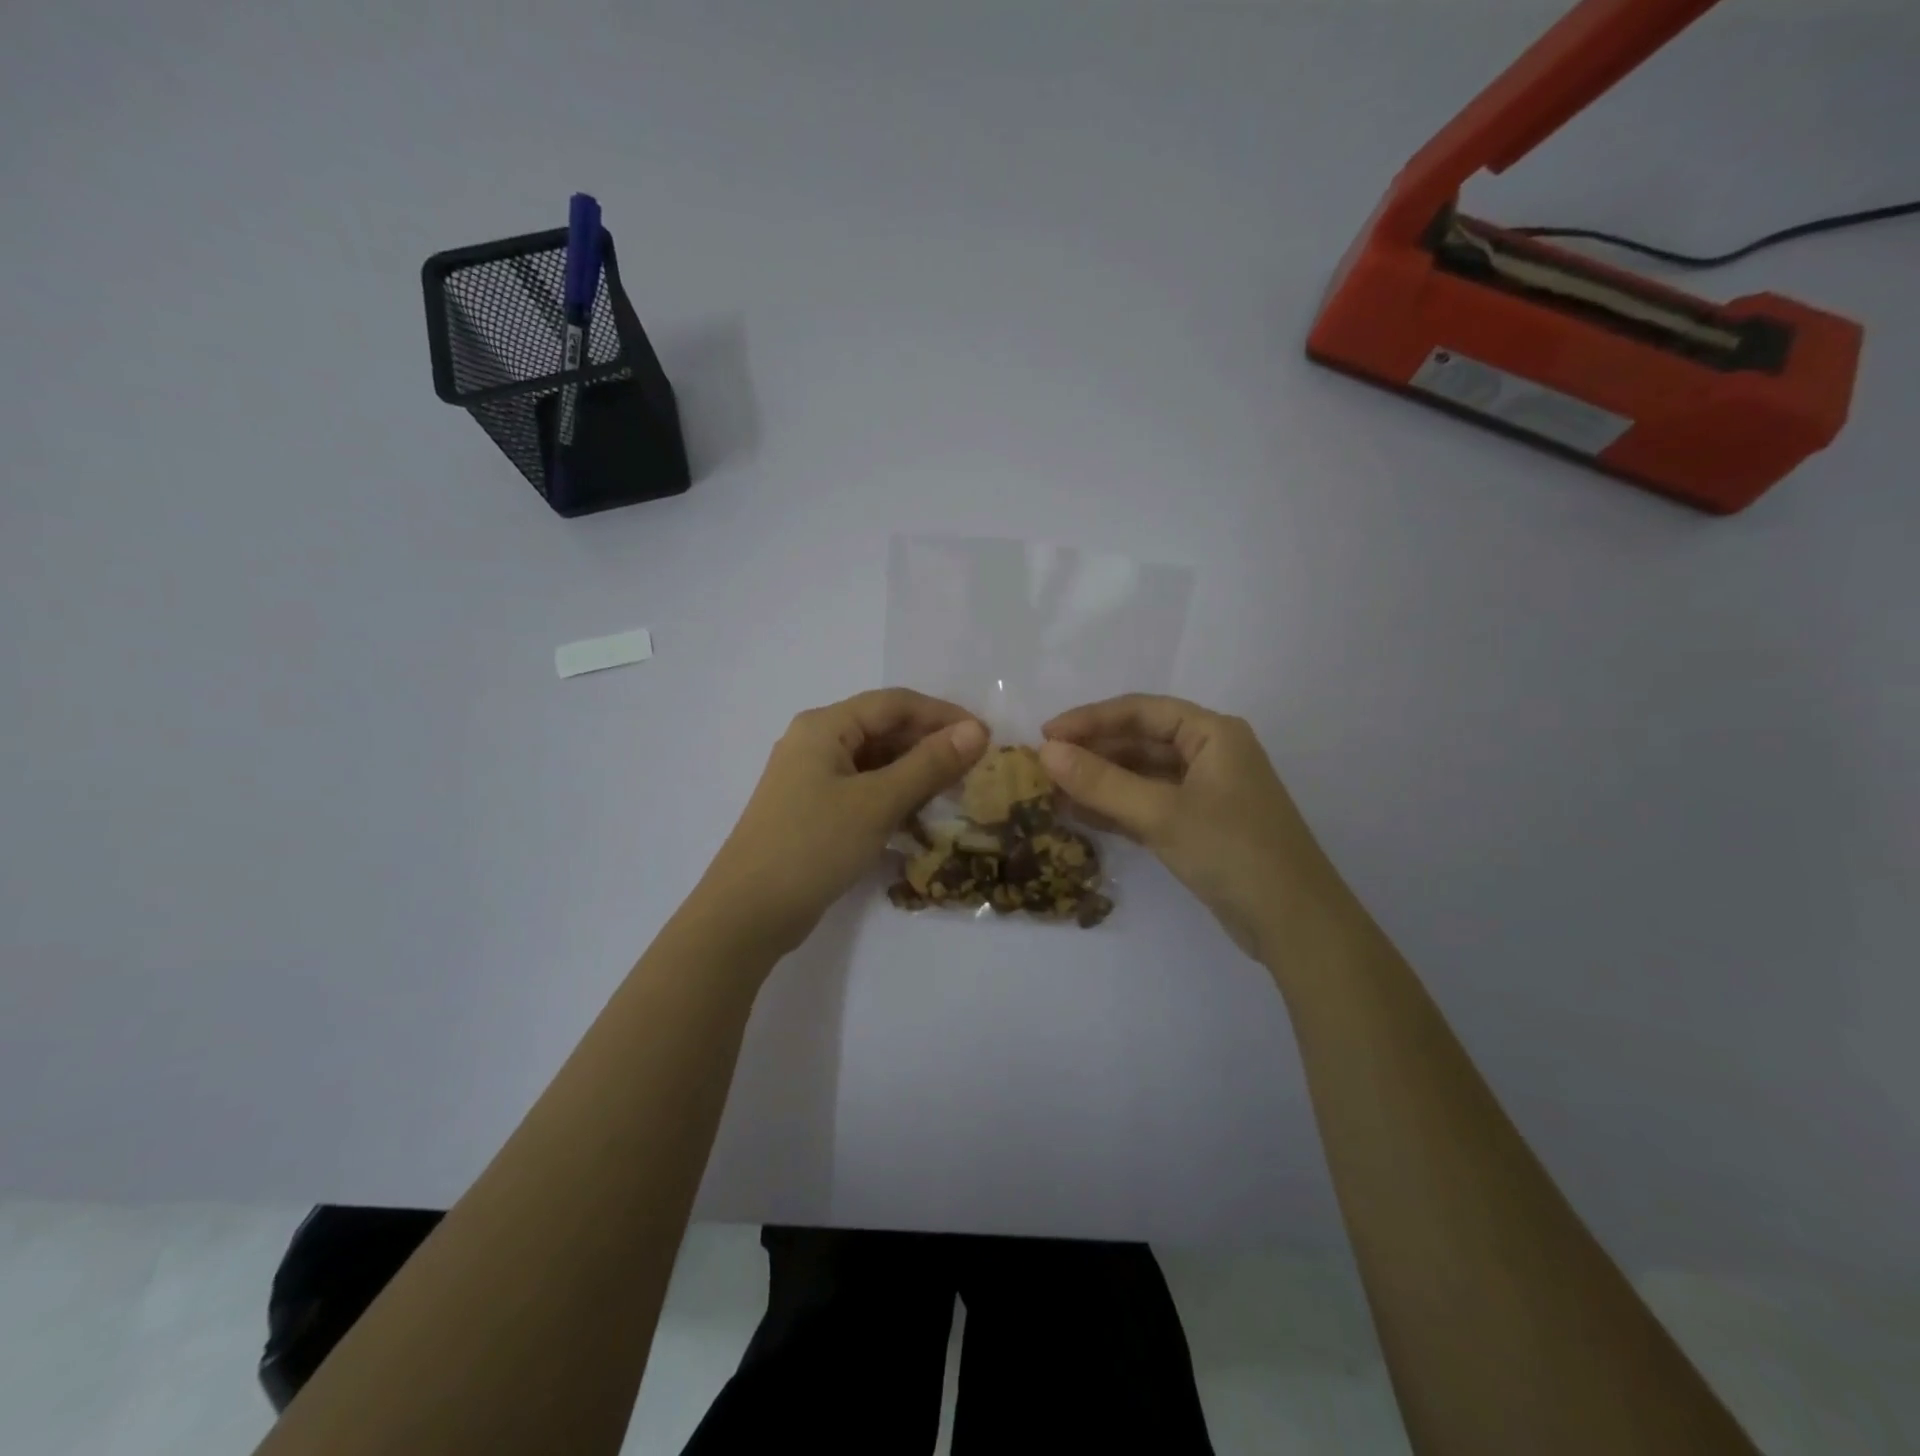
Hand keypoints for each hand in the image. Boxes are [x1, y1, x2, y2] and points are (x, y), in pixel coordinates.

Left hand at [695, 689, 988, 958]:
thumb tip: (976, 731)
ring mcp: (812, 779)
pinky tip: (920, 816)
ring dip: (915, 773)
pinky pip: (863, 789)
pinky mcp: (814, 811)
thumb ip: (928, 764)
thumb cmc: (813, 846)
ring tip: (955, 793)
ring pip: (875, 762)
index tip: (985, 736)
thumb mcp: (877, 803)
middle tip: (975, 769)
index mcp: (825, 726)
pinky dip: (893, 796)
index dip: (943, 714)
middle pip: (884, 729)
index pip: (895, 704)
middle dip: (930, 744)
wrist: (748, 914)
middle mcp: (816, 743)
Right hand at [1040, 695, 1342, 962]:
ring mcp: (1205, 793)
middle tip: (1042, 766)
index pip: (1141, 711)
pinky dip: (1116, 809)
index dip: (1090, 719)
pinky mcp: (1199, 827)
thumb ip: (1101, 782)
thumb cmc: (1233, 852)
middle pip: (1140, 741)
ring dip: (1099, 782)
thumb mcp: (1162, 813)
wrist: (1295, 925)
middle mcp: (1210, 755)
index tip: (1045, 735)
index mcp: (1213, 734)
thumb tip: (1046, 752)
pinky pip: (1148, 806)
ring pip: (1141, 776)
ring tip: (1051, 791)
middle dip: (1092, 753)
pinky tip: (1078, 815)